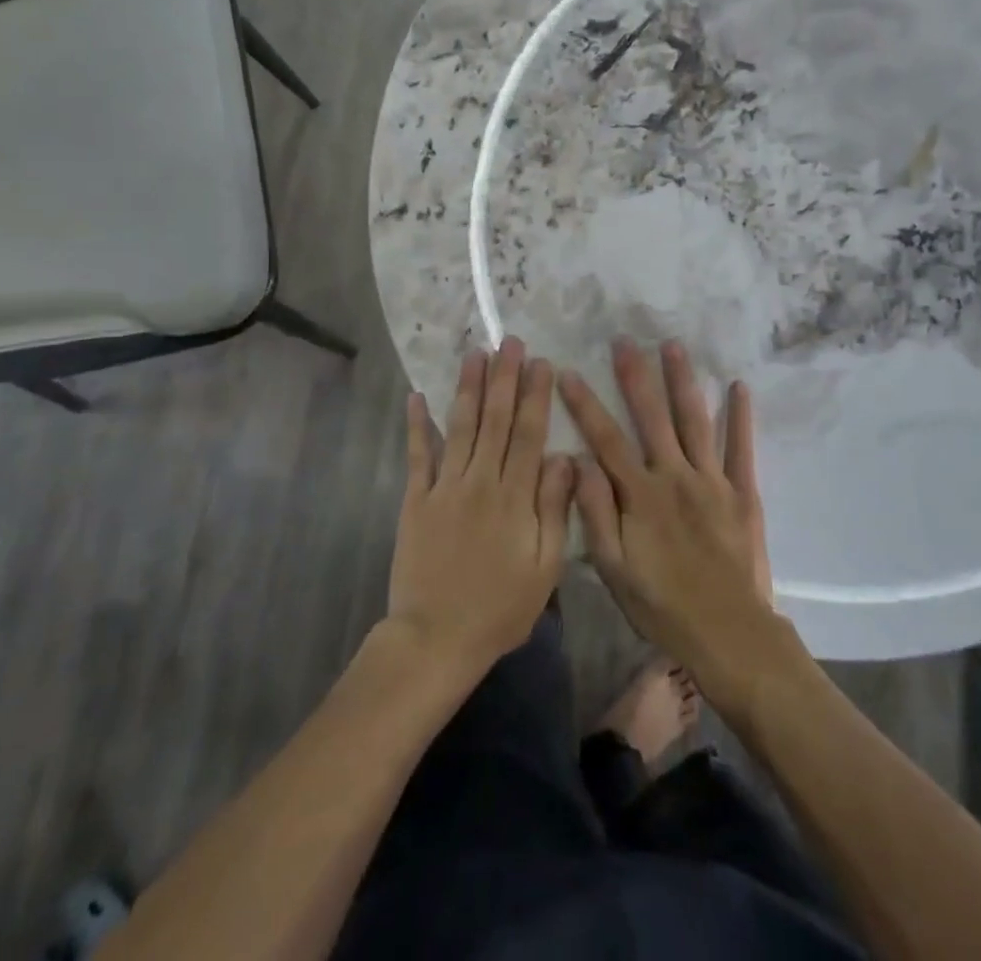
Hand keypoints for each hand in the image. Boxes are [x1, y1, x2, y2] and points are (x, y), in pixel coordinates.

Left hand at [387, 338, 574, 677]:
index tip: (541, 362)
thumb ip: (555, 510)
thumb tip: (565, 457)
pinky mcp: (415, 500)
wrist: (436, 638)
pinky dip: (416, 425)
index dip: (536, 396)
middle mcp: (480, 481)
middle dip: (504, 377)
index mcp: (515, 497)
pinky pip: (417, 455)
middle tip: (509, 342)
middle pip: (496, 420)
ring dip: (468, 388)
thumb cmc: (500, 608)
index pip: (529, 434)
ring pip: (460, 427)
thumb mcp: (545, 568)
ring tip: (475, 354)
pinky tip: (416, 396)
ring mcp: (444, 487)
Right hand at [560, 339, 774, 675]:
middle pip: (652, 417)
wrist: (730, 635)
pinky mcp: (742, 493)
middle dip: (635, 376)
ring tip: (673, 346)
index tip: (567, 372)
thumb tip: (576, 461)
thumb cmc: (663, 606)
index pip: (605, 439)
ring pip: (694, 421)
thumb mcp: (614, 569)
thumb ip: (594, 512)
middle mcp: (674, 476)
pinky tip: (739, 386)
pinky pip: (741, 448)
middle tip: (624, 340)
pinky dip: (741, 417)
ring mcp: (712, 480)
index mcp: (640, 495)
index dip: (584, 405)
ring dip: (682, 381)